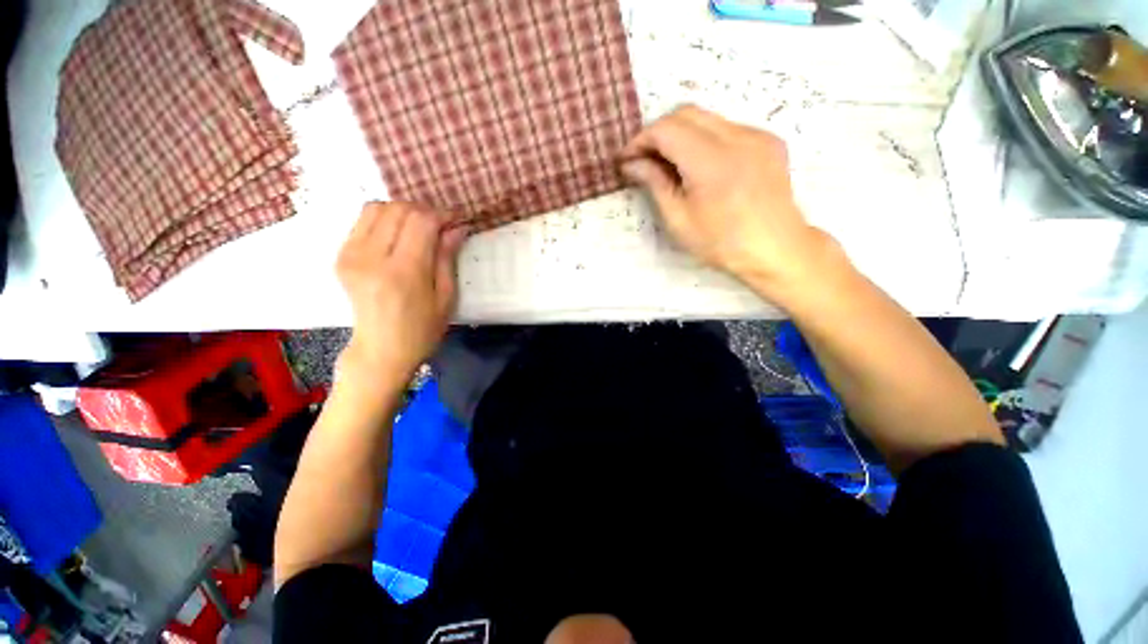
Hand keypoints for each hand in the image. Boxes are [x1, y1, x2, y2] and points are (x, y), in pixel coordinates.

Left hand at [335, 202, 468, 387]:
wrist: (381, 350)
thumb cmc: (422, 330)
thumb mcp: (446, 297)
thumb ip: (447, 258)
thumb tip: (457, 227)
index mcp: (403, 273)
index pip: (421, 222)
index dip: (442, 214)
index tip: (457, 220)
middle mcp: (372, 258)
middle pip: (399, 209)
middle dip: (425, 211)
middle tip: (441, 226)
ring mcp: (351, 255)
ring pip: (377, 208)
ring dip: (403, 212)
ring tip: (419, 228)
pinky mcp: (341, 256)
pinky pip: (363, 220)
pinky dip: (384, 219)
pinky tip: (398, 236)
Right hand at [620, 105, 839, 300]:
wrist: (776, 248)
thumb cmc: (721, 243)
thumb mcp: (679, 220)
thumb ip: (655, 184)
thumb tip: (632, 164)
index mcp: (710, 162)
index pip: (666, 129)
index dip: (641, 140)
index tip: (627, 160)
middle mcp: (736, 137)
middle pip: (686, 113)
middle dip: (659, 132)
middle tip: (645, 160)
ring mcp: (756, 135)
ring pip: (707, 118)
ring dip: (681, 134)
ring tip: (670, 164)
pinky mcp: (768, 140)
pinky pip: (727, 128)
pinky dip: (705, 139)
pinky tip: (702, 166)